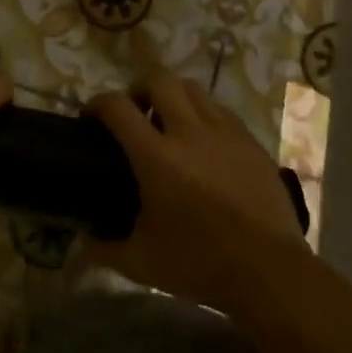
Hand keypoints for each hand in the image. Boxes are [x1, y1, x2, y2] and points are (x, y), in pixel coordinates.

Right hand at [87, 68, 307, 312]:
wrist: (270, 273)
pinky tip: (204, 144)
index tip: (90, 117)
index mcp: (156, 157)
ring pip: (194, 89)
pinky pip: (222, 112)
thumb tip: (81, 245)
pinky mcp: (252, 144)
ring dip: (173, 97)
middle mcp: (190, 133)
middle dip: (138, 89)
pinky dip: (204, 116)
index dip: (97, 104)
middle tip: (133, 113)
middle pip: (159, 80)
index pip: (117, 107)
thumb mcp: (141, 262)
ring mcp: (226, 134)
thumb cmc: (200, 264)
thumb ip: (104, 249)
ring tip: (169, 122)